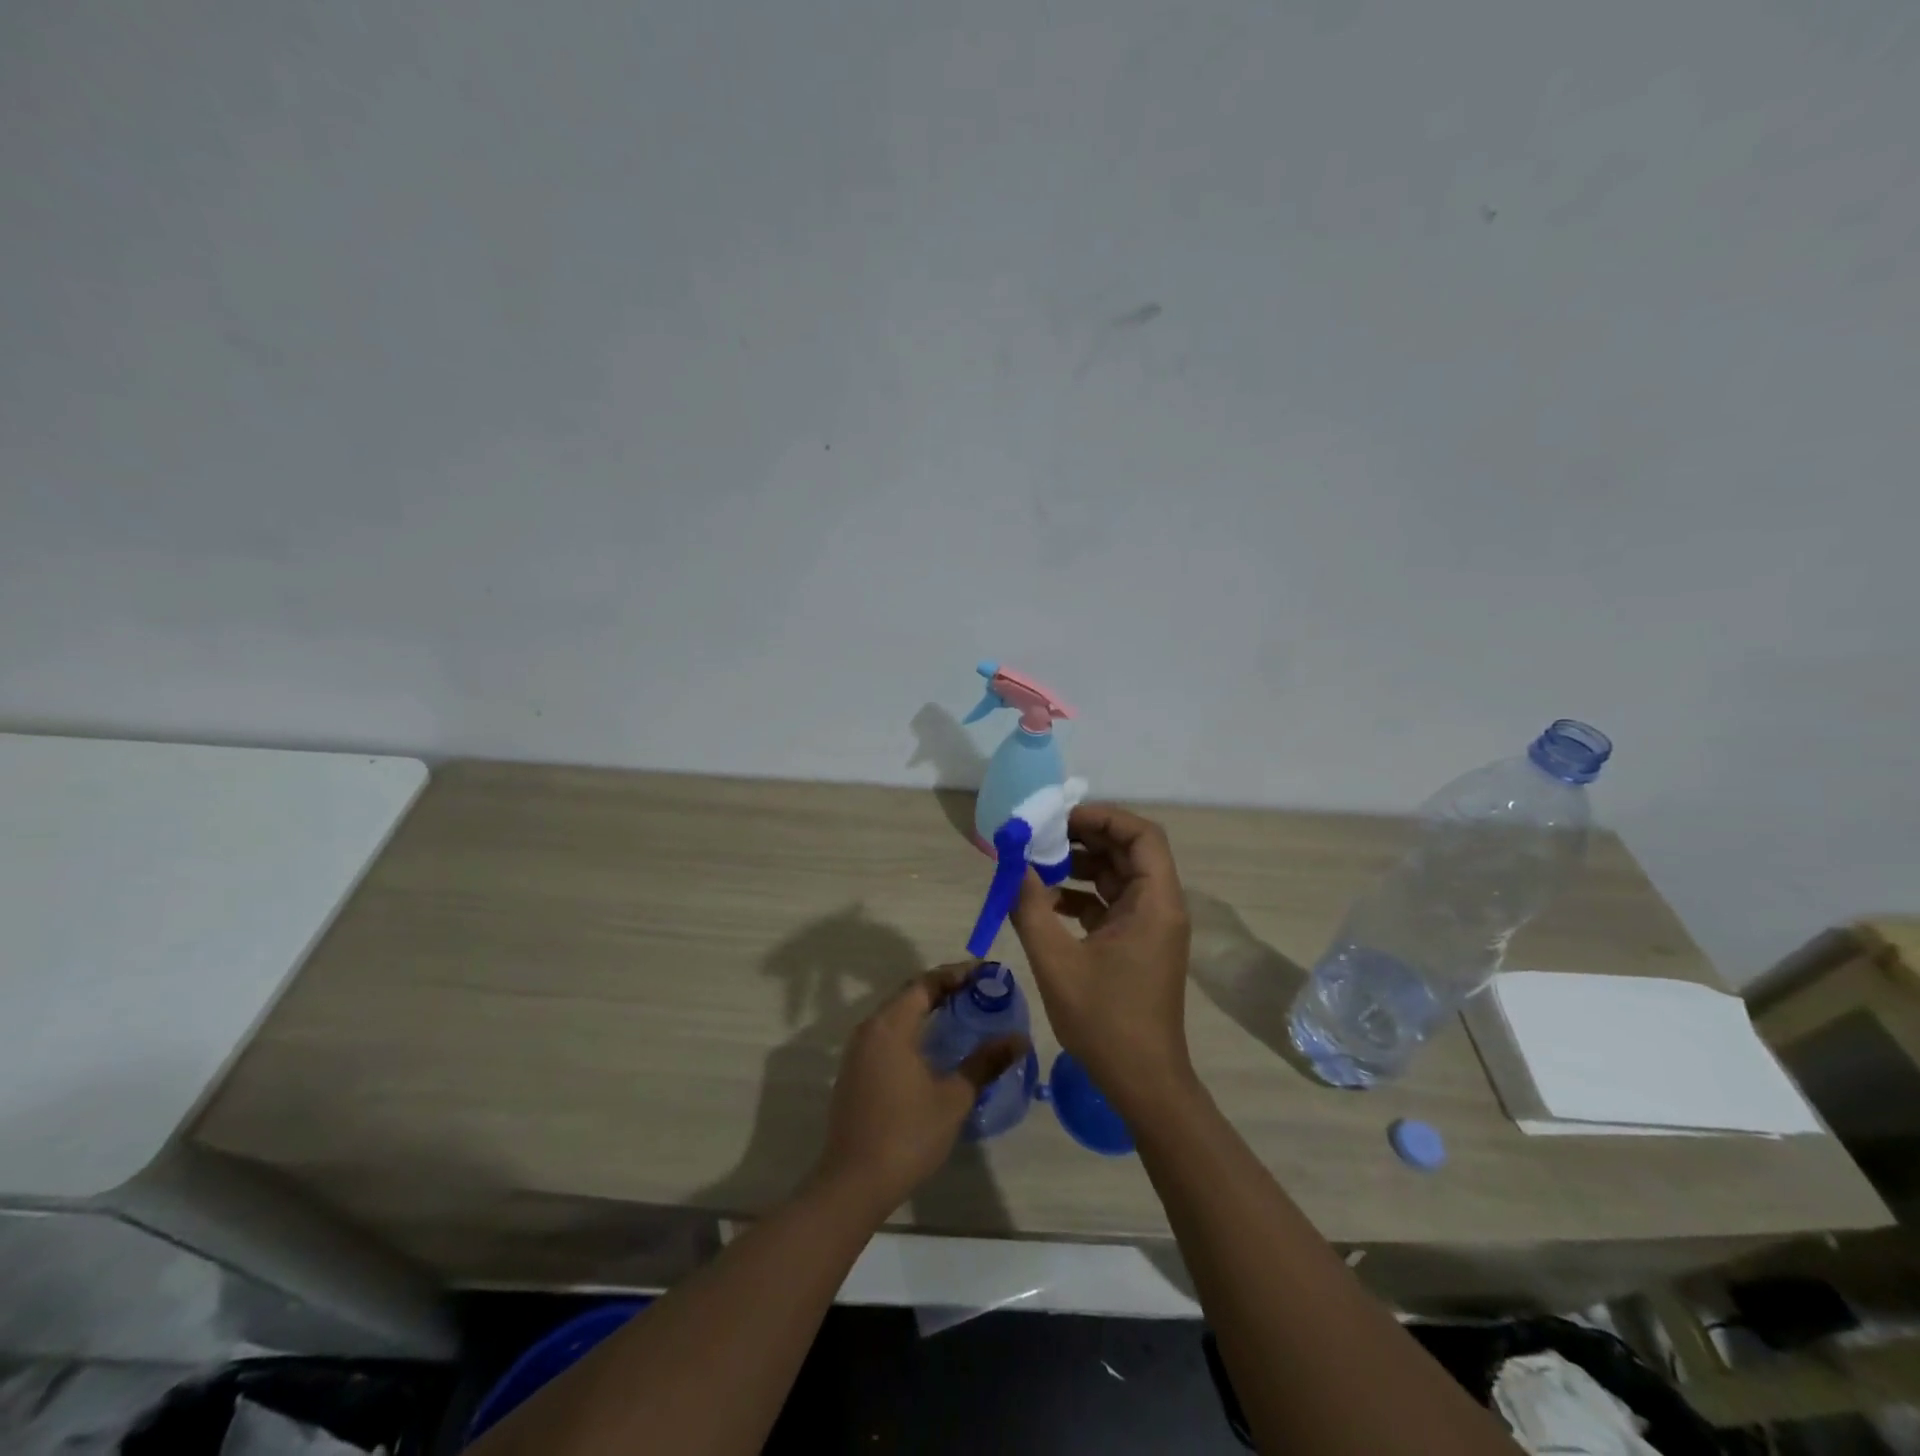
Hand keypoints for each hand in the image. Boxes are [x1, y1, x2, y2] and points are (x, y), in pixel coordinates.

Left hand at [813, 964, 1027, 1217]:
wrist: (853, 1183)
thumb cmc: (907, 1135)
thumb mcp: (953, 1098)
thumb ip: (985, 1062)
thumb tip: (1019, 1039)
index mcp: (891, 1026)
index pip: (926, 983)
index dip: (956, 974)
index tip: (986, 972)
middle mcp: (870, 1029)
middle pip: (910, 994)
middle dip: (944, 988)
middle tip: (979, 990)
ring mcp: (858, 1051)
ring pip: (897, 1014)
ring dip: (927, 1008)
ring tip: (962, 1011)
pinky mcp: (855, 1071)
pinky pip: (888, 1033)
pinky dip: (913, 1027)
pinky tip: (933, 1044)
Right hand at [1010, 804, 1195, 1116]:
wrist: (1143, 1083)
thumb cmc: (1105, 1021)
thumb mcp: (1057, 962)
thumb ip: (1031, 909)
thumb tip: (1013, 866)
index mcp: (1155, 903)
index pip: (1143, 836)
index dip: (1104, 818)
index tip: (1061, 819)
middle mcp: (1159, 906)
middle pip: (1129, 851)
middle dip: (1085, 838)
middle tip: (1042, 836)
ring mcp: (1150, 926)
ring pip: (1118, 876)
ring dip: (1080, 866)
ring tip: (1038, 865)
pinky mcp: (1137, 944)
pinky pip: (1111, 903)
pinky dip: (1081, 896)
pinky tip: (1046, 903)